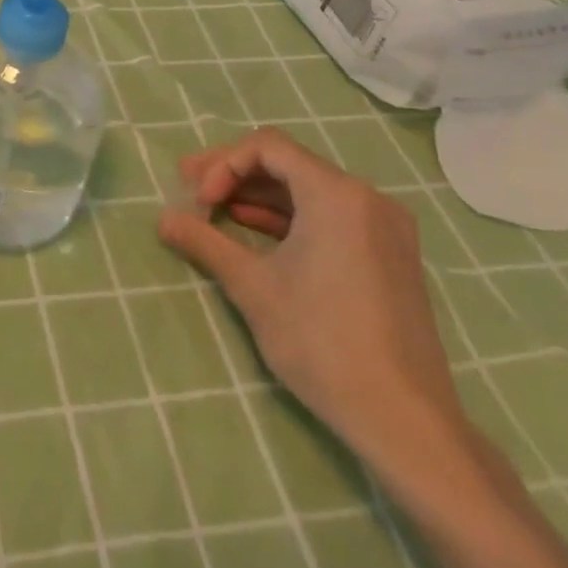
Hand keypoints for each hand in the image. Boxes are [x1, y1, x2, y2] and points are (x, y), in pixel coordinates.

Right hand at [157, 126, 464, 471]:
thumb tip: (162, 219)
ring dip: (258, 196)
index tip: (198, 200)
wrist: (404, 421)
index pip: (267, 147)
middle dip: (234, 175)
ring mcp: (385, 228)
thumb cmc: (322, 341)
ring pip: (308, 190)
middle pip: (288, 164)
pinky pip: (330, 216)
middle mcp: (367, 198)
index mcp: (337, 194)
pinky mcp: (390, 256)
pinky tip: (255, 232)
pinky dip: (289, 218)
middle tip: (191, 191)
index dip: (222, 164)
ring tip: (215, 210)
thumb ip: (204, 242)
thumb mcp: (252, 287)